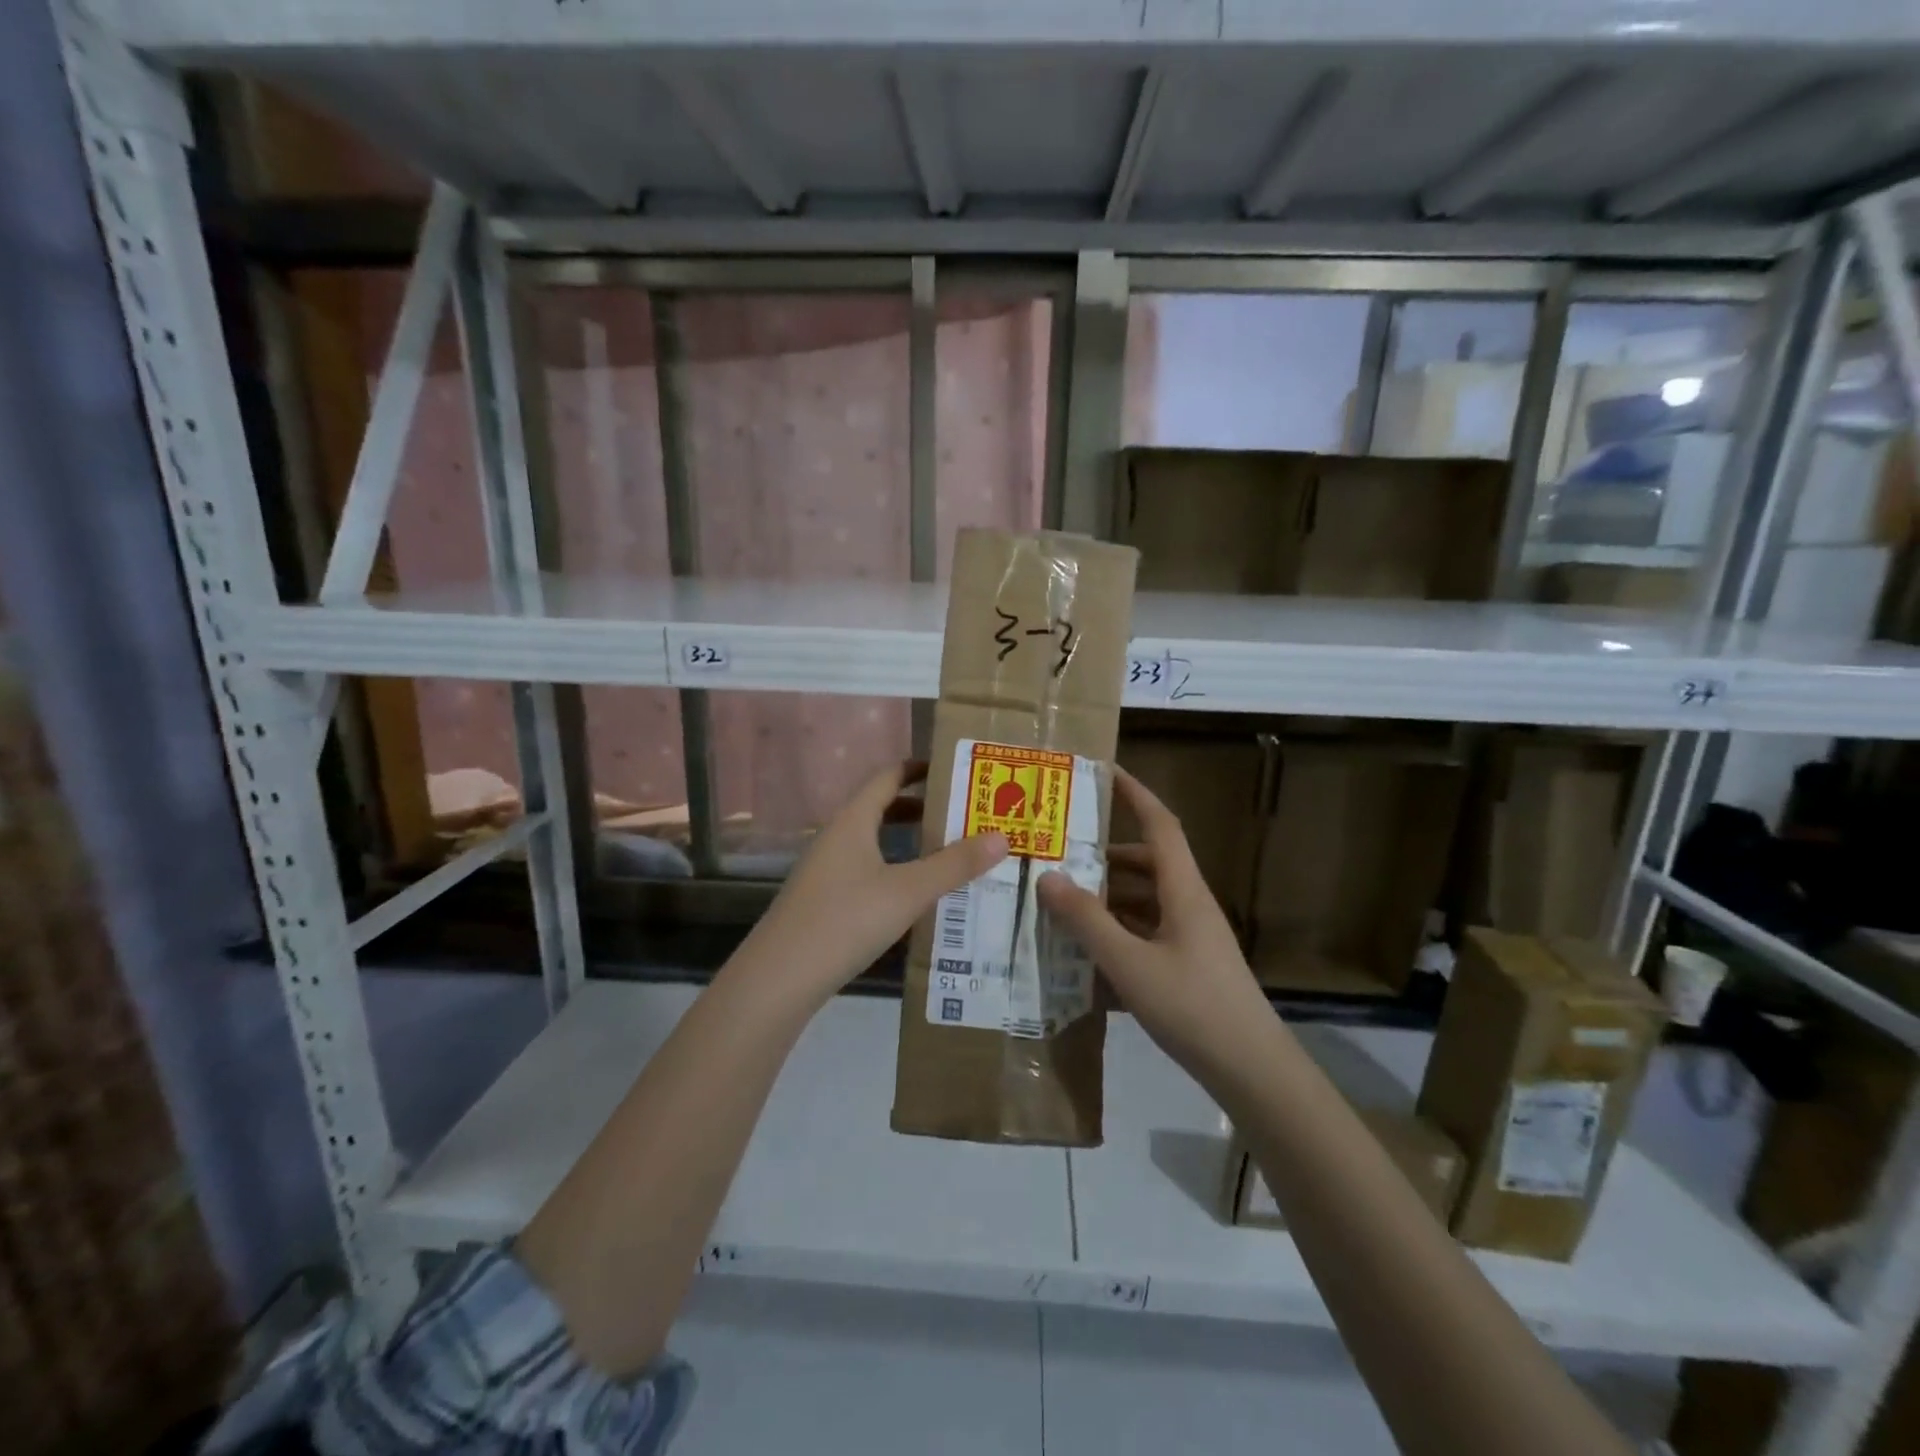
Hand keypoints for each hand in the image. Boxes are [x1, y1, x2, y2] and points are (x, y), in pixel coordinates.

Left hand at [736, 761, 1007, 1011]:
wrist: (780, 978)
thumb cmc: (845, 920)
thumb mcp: (908, 891)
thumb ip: (955, 865)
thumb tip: (1002, 837)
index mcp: (853, 821)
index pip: (888, 777)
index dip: (920, 769)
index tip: (955, 770)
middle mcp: (836, 837)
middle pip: (882, 808)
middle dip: (922, 808)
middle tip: (965, 813)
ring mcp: (826, 870)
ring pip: (874, 842)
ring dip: (909, 842)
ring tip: (950, 852)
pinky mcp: (823, 900)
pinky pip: (866, 870)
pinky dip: (895, 869)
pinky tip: (916, 895)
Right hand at [1038, 768, 1273, 1084]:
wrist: (1251, 1069)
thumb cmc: (1192, 1006)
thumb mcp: (1129, 963)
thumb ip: (1087, 920)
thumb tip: (1047, 876)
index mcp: (1183, 890)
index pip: (1160, 824)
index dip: (1134, 793)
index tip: (1104, 771)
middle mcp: (1189, 904)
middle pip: (1148, 862)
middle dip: (1106, 854)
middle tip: (1062, 855)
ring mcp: (1192, 935)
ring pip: (1146, 898)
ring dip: (1110, 895)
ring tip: (1065, 902)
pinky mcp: (1189, 963)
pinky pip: (1149, 930)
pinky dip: (1120, 929)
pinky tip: (1089, 950)